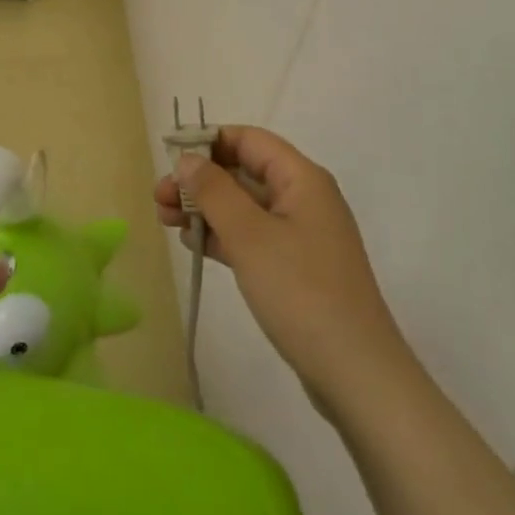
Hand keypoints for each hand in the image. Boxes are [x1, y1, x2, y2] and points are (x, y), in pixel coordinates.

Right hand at [154, 127, 411, 411]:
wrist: (356, 374)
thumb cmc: (301, 292)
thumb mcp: (250, 236)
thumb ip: (214, 192)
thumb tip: (188, 159)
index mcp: (302, 179)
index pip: (249, 140)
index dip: (208, 142)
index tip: (170, 157)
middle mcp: (304, 198)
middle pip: (244, 172)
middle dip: (200, 180)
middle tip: (158, 198)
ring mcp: (301, 235)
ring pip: (244, 206)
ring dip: (205, 208)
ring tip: (164, 221)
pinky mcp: (295, 267)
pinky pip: (252, 236)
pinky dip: (222, 236)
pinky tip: (193, 245)